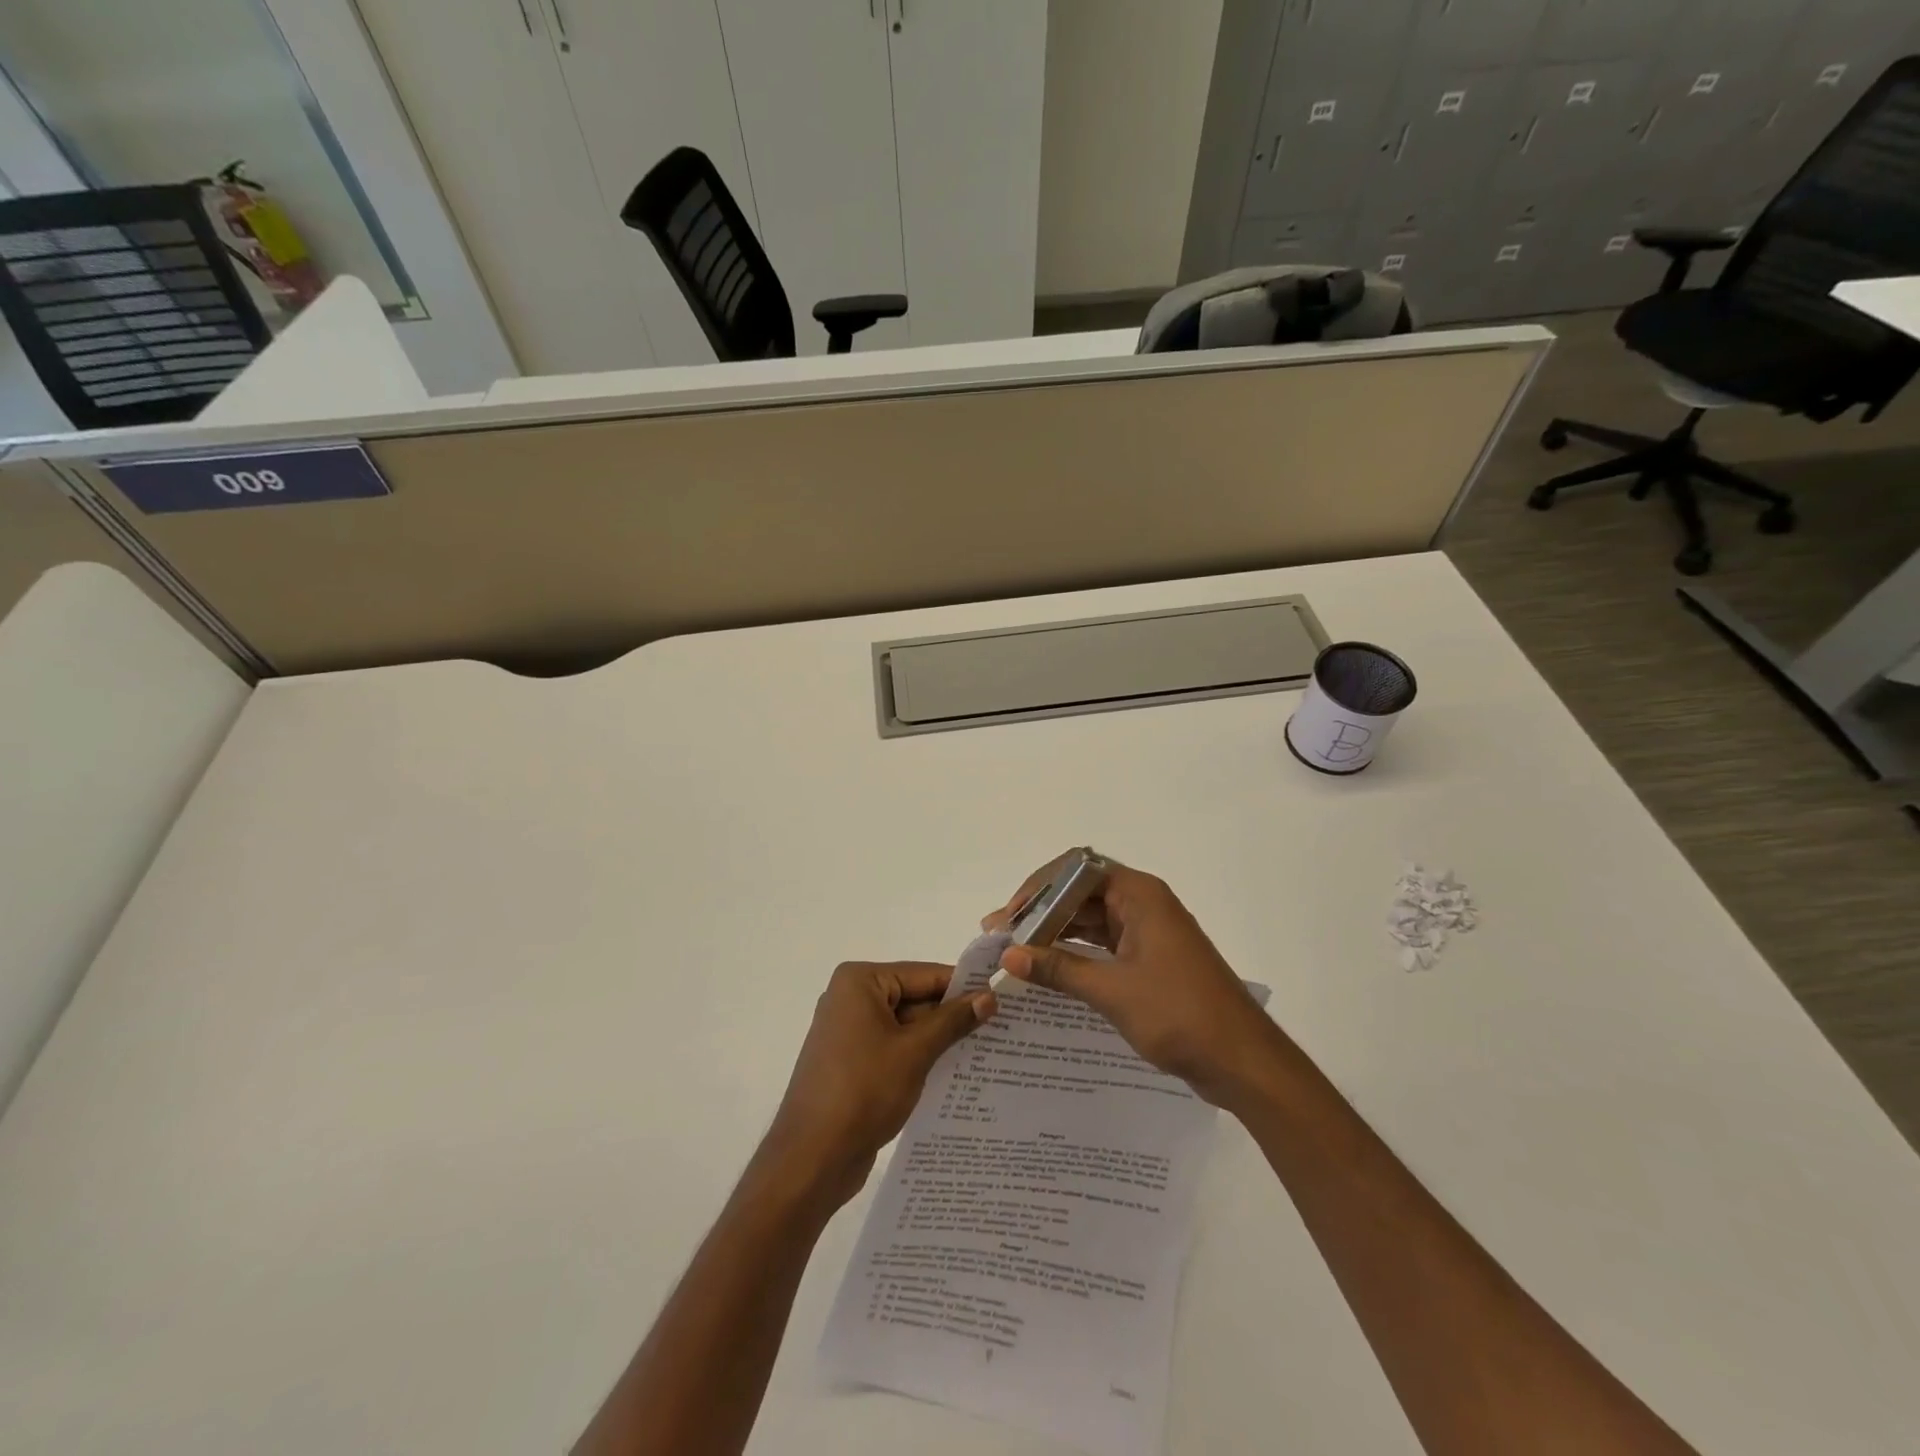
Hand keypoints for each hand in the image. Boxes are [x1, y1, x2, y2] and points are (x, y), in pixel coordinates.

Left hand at [762, 962, 995, 1207]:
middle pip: (915, 998)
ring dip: (939, 1039)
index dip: (963, 986)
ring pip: (907, 1026)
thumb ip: (952, 1021)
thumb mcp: (915, 1052)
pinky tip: (956, 1073)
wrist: (810, 1159)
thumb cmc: (862, 1091)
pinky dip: (920, 1057)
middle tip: (1001, 1027)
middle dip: (953, 1015)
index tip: (1002, 997)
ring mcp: (849, 1032)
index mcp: (860, 982)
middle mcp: (851, 998)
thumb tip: (988, 997)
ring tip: (988, 1050)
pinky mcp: (852, 1063)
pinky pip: (895, 1048)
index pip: (924, 974)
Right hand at [985, 855, 1280, 1108]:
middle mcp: (1143, 904)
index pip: (1076, 869)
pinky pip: (1103, 944)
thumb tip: (1009, 955)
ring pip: (1090, 920)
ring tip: (1014, 953)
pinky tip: (1047, 969)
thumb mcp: (1113, 991)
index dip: (1039, 887)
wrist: (1243, 1061)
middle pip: (1080, 893)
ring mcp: (1148, 932)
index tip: (1009, 916)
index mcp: (1140, 895)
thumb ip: (1059, 969)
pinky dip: (1075, 953)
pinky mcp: (1150, 960)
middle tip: (1001, 936)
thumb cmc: (1180, 1014)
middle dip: (1040, 912)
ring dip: (1054, 933)